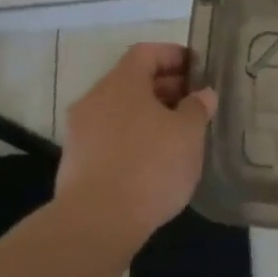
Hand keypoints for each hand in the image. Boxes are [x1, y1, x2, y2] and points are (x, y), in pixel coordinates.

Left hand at [57, 43, 217, 247]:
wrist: (96, 223)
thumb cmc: (149, 166)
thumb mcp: (188, 133)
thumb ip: (198, 108)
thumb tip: (202, 94)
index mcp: (122, 82)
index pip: (147, 52)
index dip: (174, 56)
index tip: (198, 70)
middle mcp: (95, 99)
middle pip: (132, 81)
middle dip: (165, 89)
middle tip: (194, 106)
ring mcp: (80, 132)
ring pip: (120, 111)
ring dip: (149, 116)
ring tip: (178, 136)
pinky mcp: (75, 163)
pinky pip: (109, 138)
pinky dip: (132, 140)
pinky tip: (154, 163)